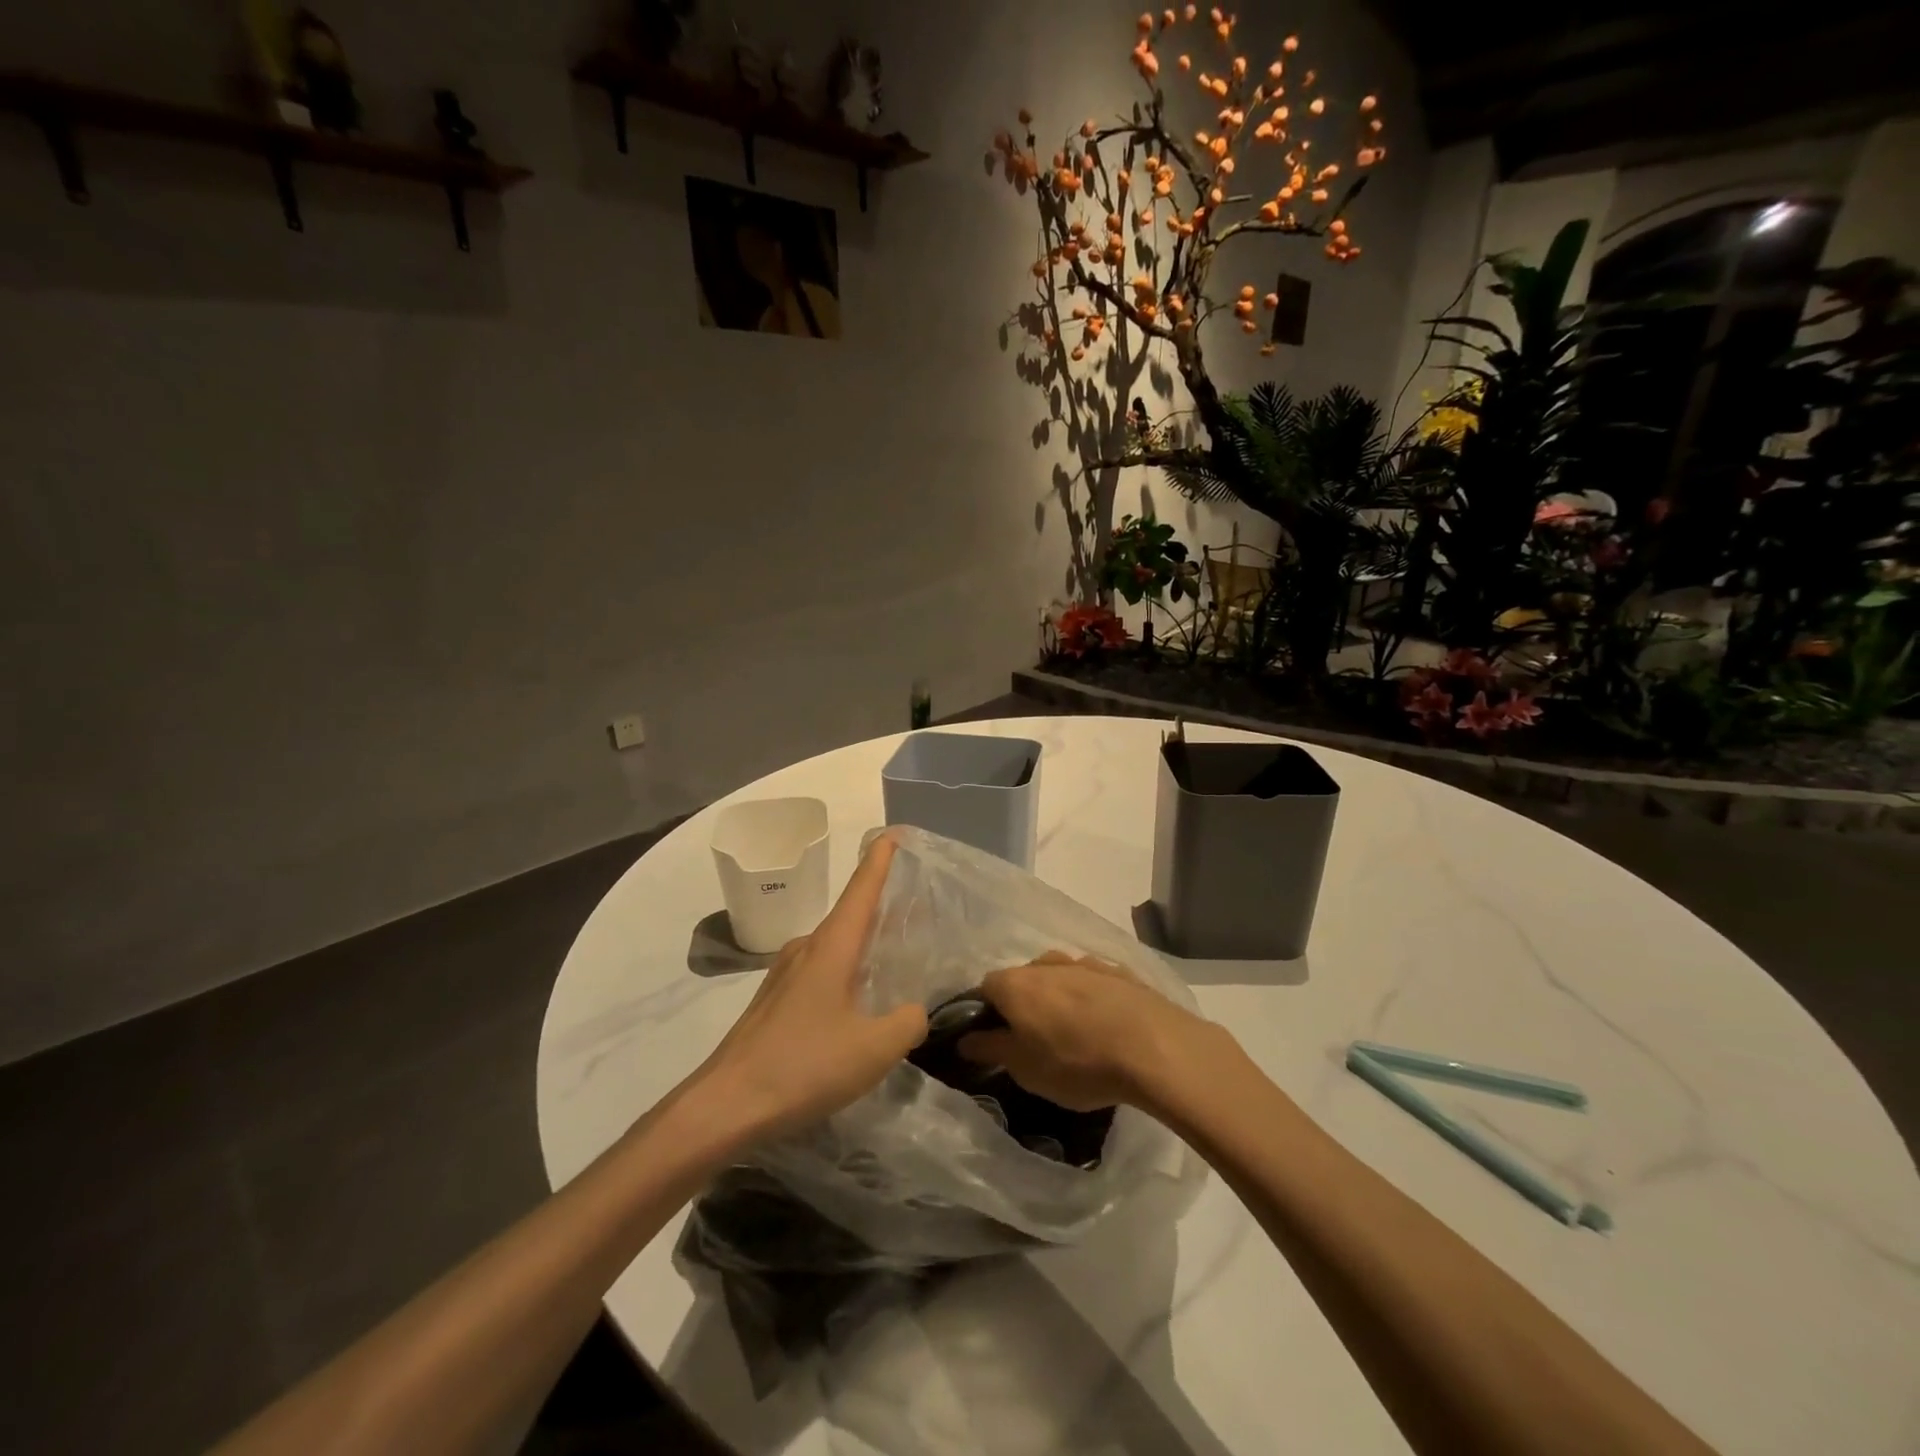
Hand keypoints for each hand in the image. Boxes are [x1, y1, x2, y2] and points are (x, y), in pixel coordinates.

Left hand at [689, 834, 927, 1140]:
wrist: (726, 1105)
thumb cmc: (803, 1065)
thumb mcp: (873, 1049)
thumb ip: (907, 1022)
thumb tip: (915, 1011)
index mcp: (831, 946)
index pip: (862, 889)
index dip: (880, 861)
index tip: (894, 833)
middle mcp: (806, 949)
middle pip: (850, 915)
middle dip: (880, 905)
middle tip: (915, 906)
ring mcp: (785, 974)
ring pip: (834, 946)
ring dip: (863, 942)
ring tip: (893, 953)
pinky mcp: (774, 1002)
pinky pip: (820, 970)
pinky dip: (845, 970)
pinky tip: (856, 1000)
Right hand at [959, 952, 1220, 1112]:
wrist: (1154, 1047)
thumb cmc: (1077, 1061)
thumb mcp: (1025, 1068)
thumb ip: (990, 1049)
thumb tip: (964, 1039)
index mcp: (1016, 983)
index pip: (985, 988)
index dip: (985, 1012)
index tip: (993, 1038)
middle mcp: (1046, 963)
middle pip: (1023, 979)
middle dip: (1023, 1004)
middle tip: (1033, 1039)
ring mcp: (1085, 963)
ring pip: (1059, 977)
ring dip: (1058, 998)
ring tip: (1072, 1032)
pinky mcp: (1119, 972)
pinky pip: (1093, 983)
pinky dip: (1090, 998)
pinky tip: (1104, 1024)